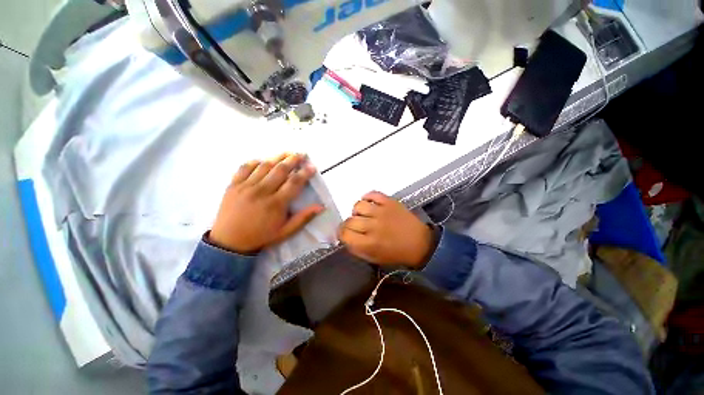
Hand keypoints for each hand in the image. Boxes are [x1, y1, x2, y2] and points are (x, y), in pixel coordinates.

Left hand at [210, 153, 323, 253]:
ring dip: (277, 157)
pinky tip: (263, 160)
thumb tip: (321, 207)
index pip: (294, 183)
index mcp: (276, 204)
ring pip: (264, 166)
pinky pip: (244, 168)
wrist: (229, 242)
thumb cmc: (261, 236)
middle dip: (293, 160)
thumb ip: (303, 218)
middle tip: (301, 154)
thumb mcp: (286, 231)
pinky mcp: (233, 185)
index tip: (312, 167)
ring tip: (287, 153)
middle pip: (280, 170)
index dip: (305, 173)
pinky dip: (255, 162)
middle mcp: (261, 192)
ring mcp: (245, 187)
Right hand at [339, 191, 433, 267]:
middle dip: (349, 224)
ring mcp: (381, 212)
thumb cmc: (397, 254)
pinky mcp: (390, 202)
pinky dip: (367, 197)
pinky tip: (370, 204)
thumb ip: (357, 249)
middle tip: (356, 227)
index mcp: (369, 243)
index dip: (341, 233)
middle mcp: (373, 226)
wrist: (420, 244)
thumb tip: (346, 238)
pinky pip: (372, 194)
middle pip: (349, 220)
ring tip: (363, 215)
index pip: (344, 233)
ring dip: (357, 211)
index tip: (345, 233)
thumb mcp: (374, 258)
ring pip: (358, 205)